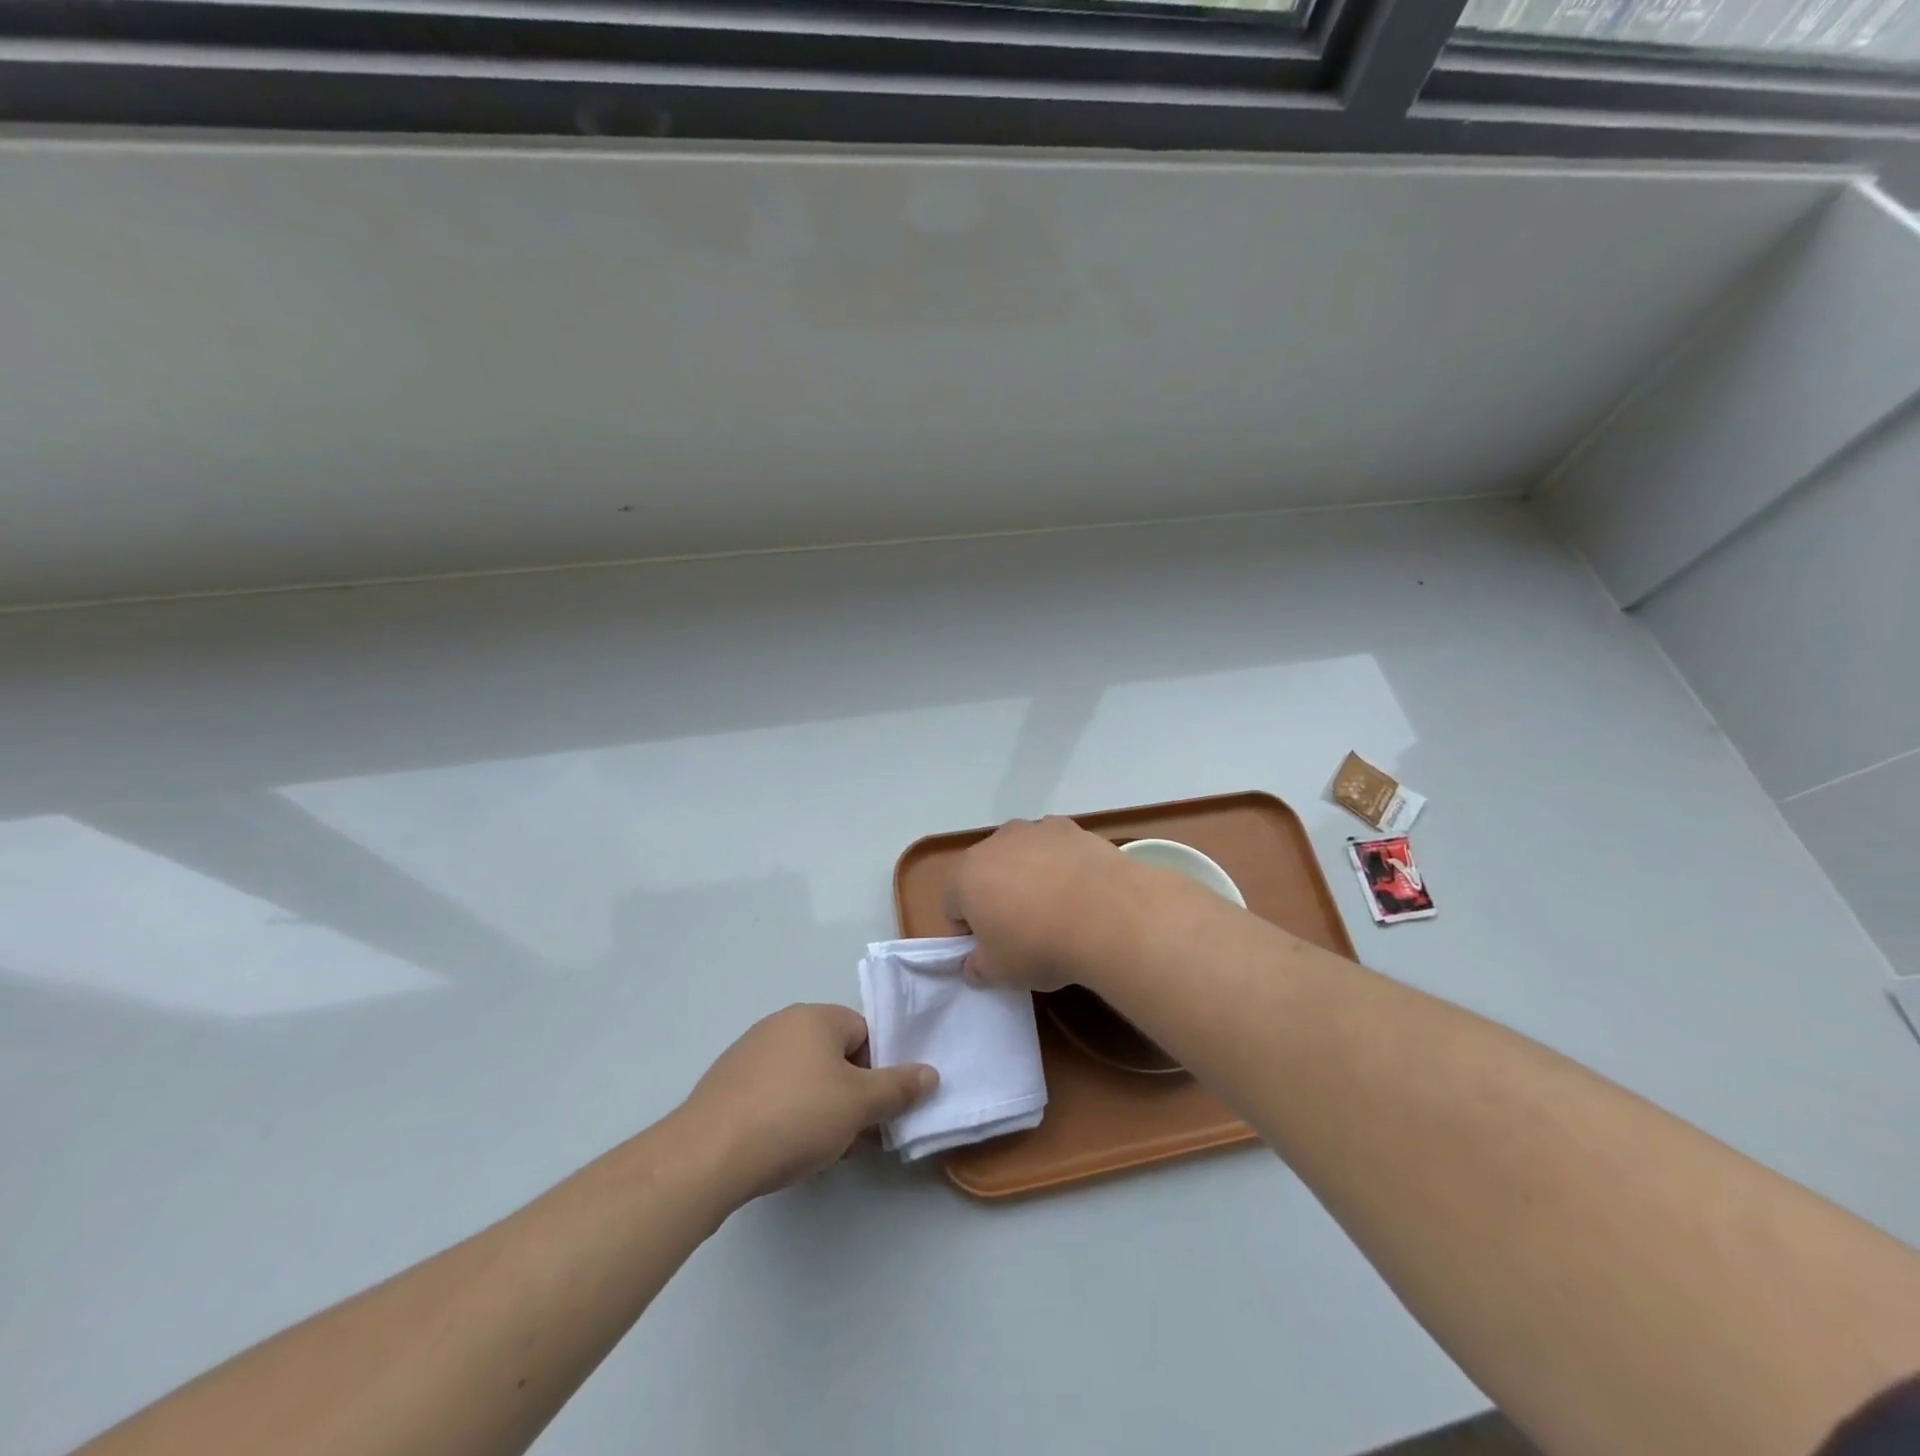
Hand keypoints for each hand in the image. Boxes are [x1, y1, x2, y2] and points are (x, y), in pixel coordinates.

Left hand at [682, 1004, 936, 1200]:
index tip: (875, 1110)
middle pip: (834, 1056)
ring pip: (803, 1078)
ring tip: (820, 1152)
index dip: (877, 1071)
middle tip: (853, 1137)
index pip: (864, 1033)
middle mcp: (781, 1024)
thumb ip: (899, 1087)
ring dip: (820, 1109)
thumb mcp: (859, 1105)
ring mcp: (749, 1053)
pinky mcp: (726, 1084)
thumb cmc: (795, 1117)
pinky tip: (784, 1151)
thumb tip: (930, 1074)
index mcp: (815, 1017)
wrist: (707, 1155)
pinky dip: (786, 1116)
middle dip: (849, 1095)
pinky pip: (773, 1094)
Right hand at [943, 816, 1141, 991]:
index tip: (992, 950)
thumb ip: (977, 968)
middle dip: (997, 897)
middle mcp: (995, 842)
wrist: (1108, 915)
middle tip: (1023, 931)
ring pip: (1021, 856)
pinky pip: (1055, 848)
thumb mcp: (1000, 972)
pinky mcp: (1071, 828)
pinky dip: (1061, 863)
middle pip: (986, 873)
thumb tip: (974, 964)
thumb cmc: (1040, 945)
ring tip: (1057, 909)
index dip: (969, 931)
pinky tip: (1080, 890)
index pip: (952, 905)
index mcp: (966, 875)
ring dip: (1029, 876)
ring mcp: (1035, 829)